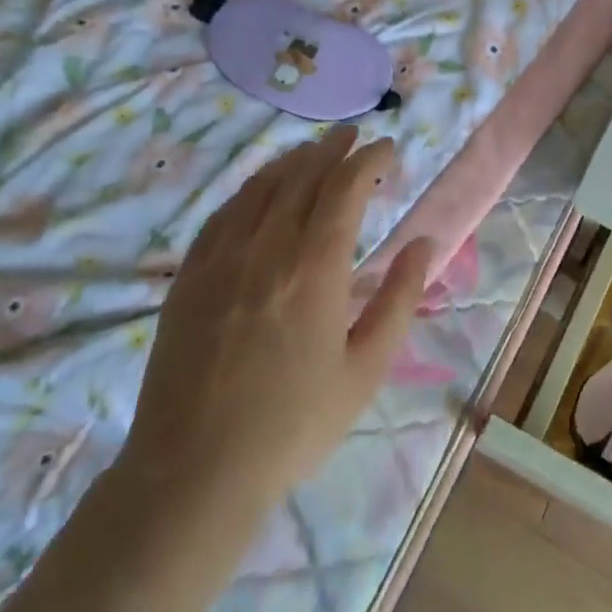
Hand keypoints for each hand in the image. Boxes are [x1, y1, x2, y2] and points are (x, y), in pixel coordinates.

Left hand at [118, 127, 432, 527]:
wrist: (193, 474)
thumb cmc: (293, 426)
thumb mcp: (366, 370)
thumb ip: (399, 299)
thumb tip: (423, 243)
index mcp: (315, 269)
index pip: (345, 187)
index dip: (368, 160)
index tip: (387, 150)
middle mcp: (266, 249)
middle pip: (303, 176)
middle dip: (333, 149)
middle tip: (354, 137)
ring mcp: (220, 260)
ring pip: (260, 187)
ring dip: (292, 161)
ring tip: (314, 151)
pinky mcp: (188, 277)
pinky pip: (223, 213)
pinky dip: (250, 189)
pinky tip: (260, 189)